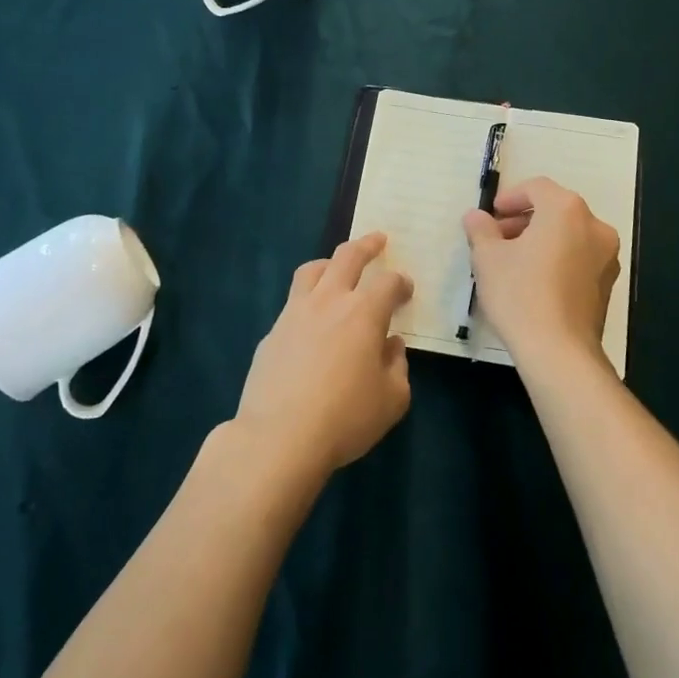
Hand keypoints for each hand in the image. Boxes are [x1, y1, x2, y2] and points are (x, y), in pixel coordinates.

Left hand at [235, 233, 413, 475]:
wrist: (278, 437)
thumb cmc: (345, 418)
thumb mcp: (391, 400)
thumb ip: (397, 367)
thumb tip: (391, 346)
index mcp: (364, 312)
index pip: (388, 283)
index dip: (401, 283)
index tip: (406, 290)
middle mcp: (329, 301)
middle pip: (347, 256)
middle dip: (366, 244)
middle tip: (378, 239)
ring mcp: (295, 313)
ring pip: (312, 270)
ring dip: (329, 262)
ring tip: (336, 267)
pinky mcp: (272, 333)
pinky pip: (293, 303)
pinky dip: (307, 301)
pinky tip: (311, 322)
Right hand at [463, 177, 620, 373]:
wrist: (560, 352)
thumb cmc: (520, 294)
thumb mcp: (488, 258)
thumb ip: (481, 229)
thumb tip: (476, 216)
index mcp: (566, 209)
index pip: (537, 187)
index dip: (510, 197)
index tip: (491, 215)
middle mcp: (594, 225)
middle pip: (555, 209)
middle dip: (524, 220)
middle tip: (497, 238)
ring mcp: (606, 256)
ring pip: (569, 234)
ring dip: (541, 239)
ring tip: (513, 262)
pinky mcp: (608, 284)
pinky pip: (579, 258)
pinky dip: (558, 258)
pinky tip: (535, 282)